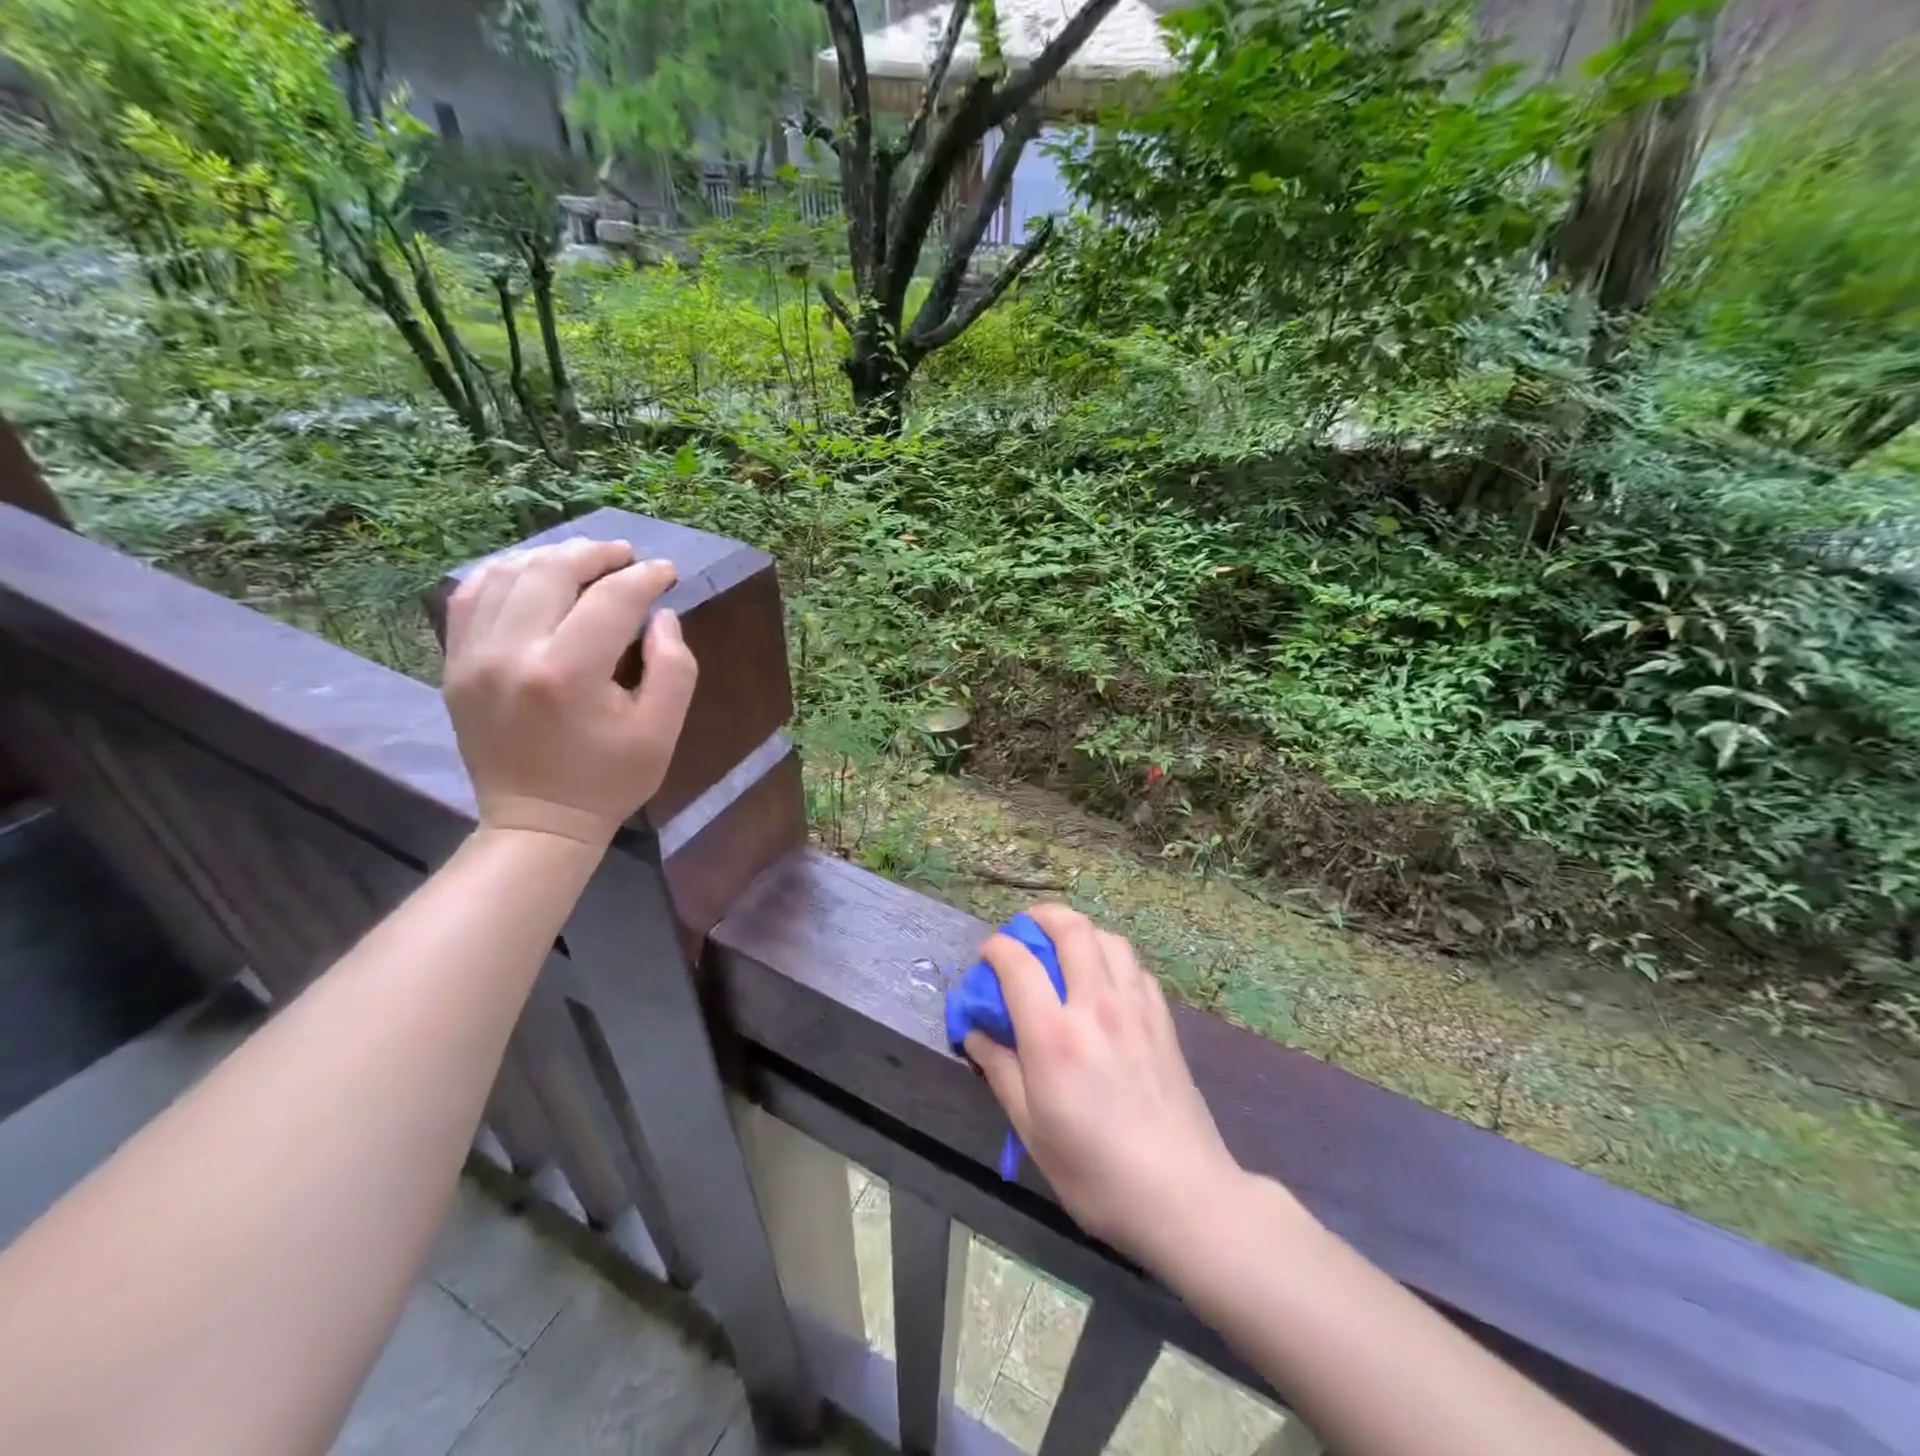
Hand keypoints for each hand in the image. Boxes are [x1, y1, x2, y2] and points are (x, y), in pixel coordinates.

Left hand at [443, 538, 697, 846]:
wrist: (537, 821)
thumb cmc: (610, 779)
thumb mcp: (662, 730)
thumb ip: (674, 666)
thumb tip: (660, 615)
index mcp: (568, 672)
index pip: (612, 599)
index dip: (645, 578)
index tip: (667, 572)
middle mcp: (512, 652)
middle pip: (552, 571)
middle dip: (596, 555)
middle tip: (626, 556)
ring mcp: (473, 656)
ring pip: (506, 574)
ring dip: (550, 558)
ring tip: (583, 560)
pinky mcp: (455, 664)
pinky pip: (469, 596)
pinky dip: (504, 575)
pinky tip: (532, 576)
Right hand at [964, 904, 1249, 1268]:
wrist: (1183, 1196)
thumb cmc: (1095, 1172)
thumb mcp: (1032, 1130)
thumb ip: (1000, 1071)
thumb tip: (975, 1033)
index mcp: (1054, 1036)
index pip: (1018, 963)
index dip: (996, 948)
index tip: (987, 956)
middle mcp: (1096, 1006)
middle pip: (1072, 930)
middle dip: (1043, 916)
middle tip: (1026, 928)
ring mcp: (1136, 1009)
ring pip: (1109, 939)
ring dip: (1082, 932)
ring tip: (1065, 948)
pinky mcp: (1163, 1021)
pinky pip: (1136, 968)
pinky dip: (1113, 959)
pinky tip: (1105, 982)